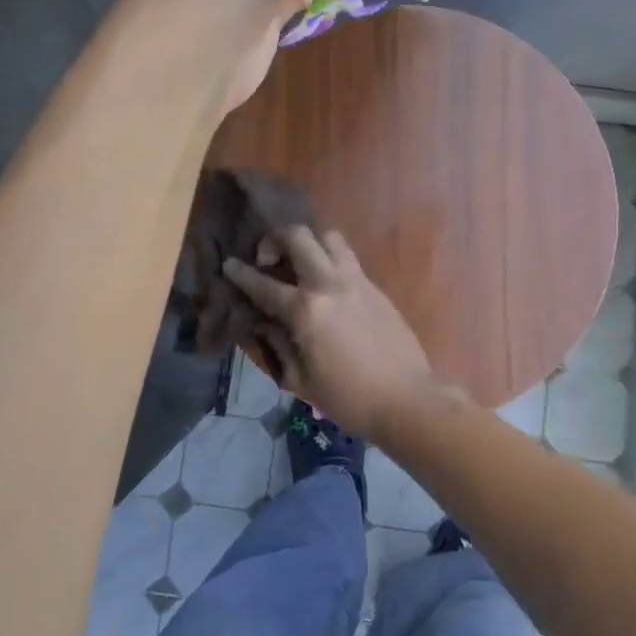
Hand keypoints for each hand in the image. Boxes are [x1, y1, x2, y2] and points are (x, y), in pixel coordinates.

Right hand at [224, 226, 442, 437]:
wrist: (406, 399)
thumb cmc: (348, 398)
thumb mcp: (300, 380)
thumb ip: (277, 344)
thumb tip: (264, 322)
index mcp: (306, 310)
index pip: (263, 284)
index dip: (240, 273)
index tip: (229, 264)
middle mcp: (329, 284)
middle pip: (298, 236)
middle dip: (274, 239)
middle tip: (268, 259)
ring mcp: (356, 280)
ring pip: (329, 236)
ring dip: (309, 242)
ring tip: (301, 264)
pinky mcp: (375, 286)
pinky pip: (348, 257)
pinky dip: (330, 259)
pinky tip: (326, 284)